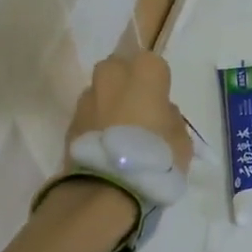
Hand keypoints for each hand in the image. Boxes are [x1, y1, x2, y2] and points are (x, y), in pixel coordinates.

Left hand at [67, 51, 193, 172]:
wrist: (108, 188)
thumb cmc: (156, 156)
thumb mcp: (181, 139)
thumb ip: (171, 118)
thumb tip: (160, 114)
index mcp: (144, 72)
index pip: (153, 63)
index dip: (158, 82)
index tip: (161, 102)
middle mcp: (112, 76)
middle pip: (119, 68)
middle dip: (126, 82)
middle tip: (137, 109)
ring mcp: (87, 98)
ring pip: (100, 91)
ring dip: (108, 103)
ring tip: (118, 132)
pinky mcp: (70, 122)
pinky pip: (88, 115)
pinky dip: (95, 124)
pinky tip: (105, 146)